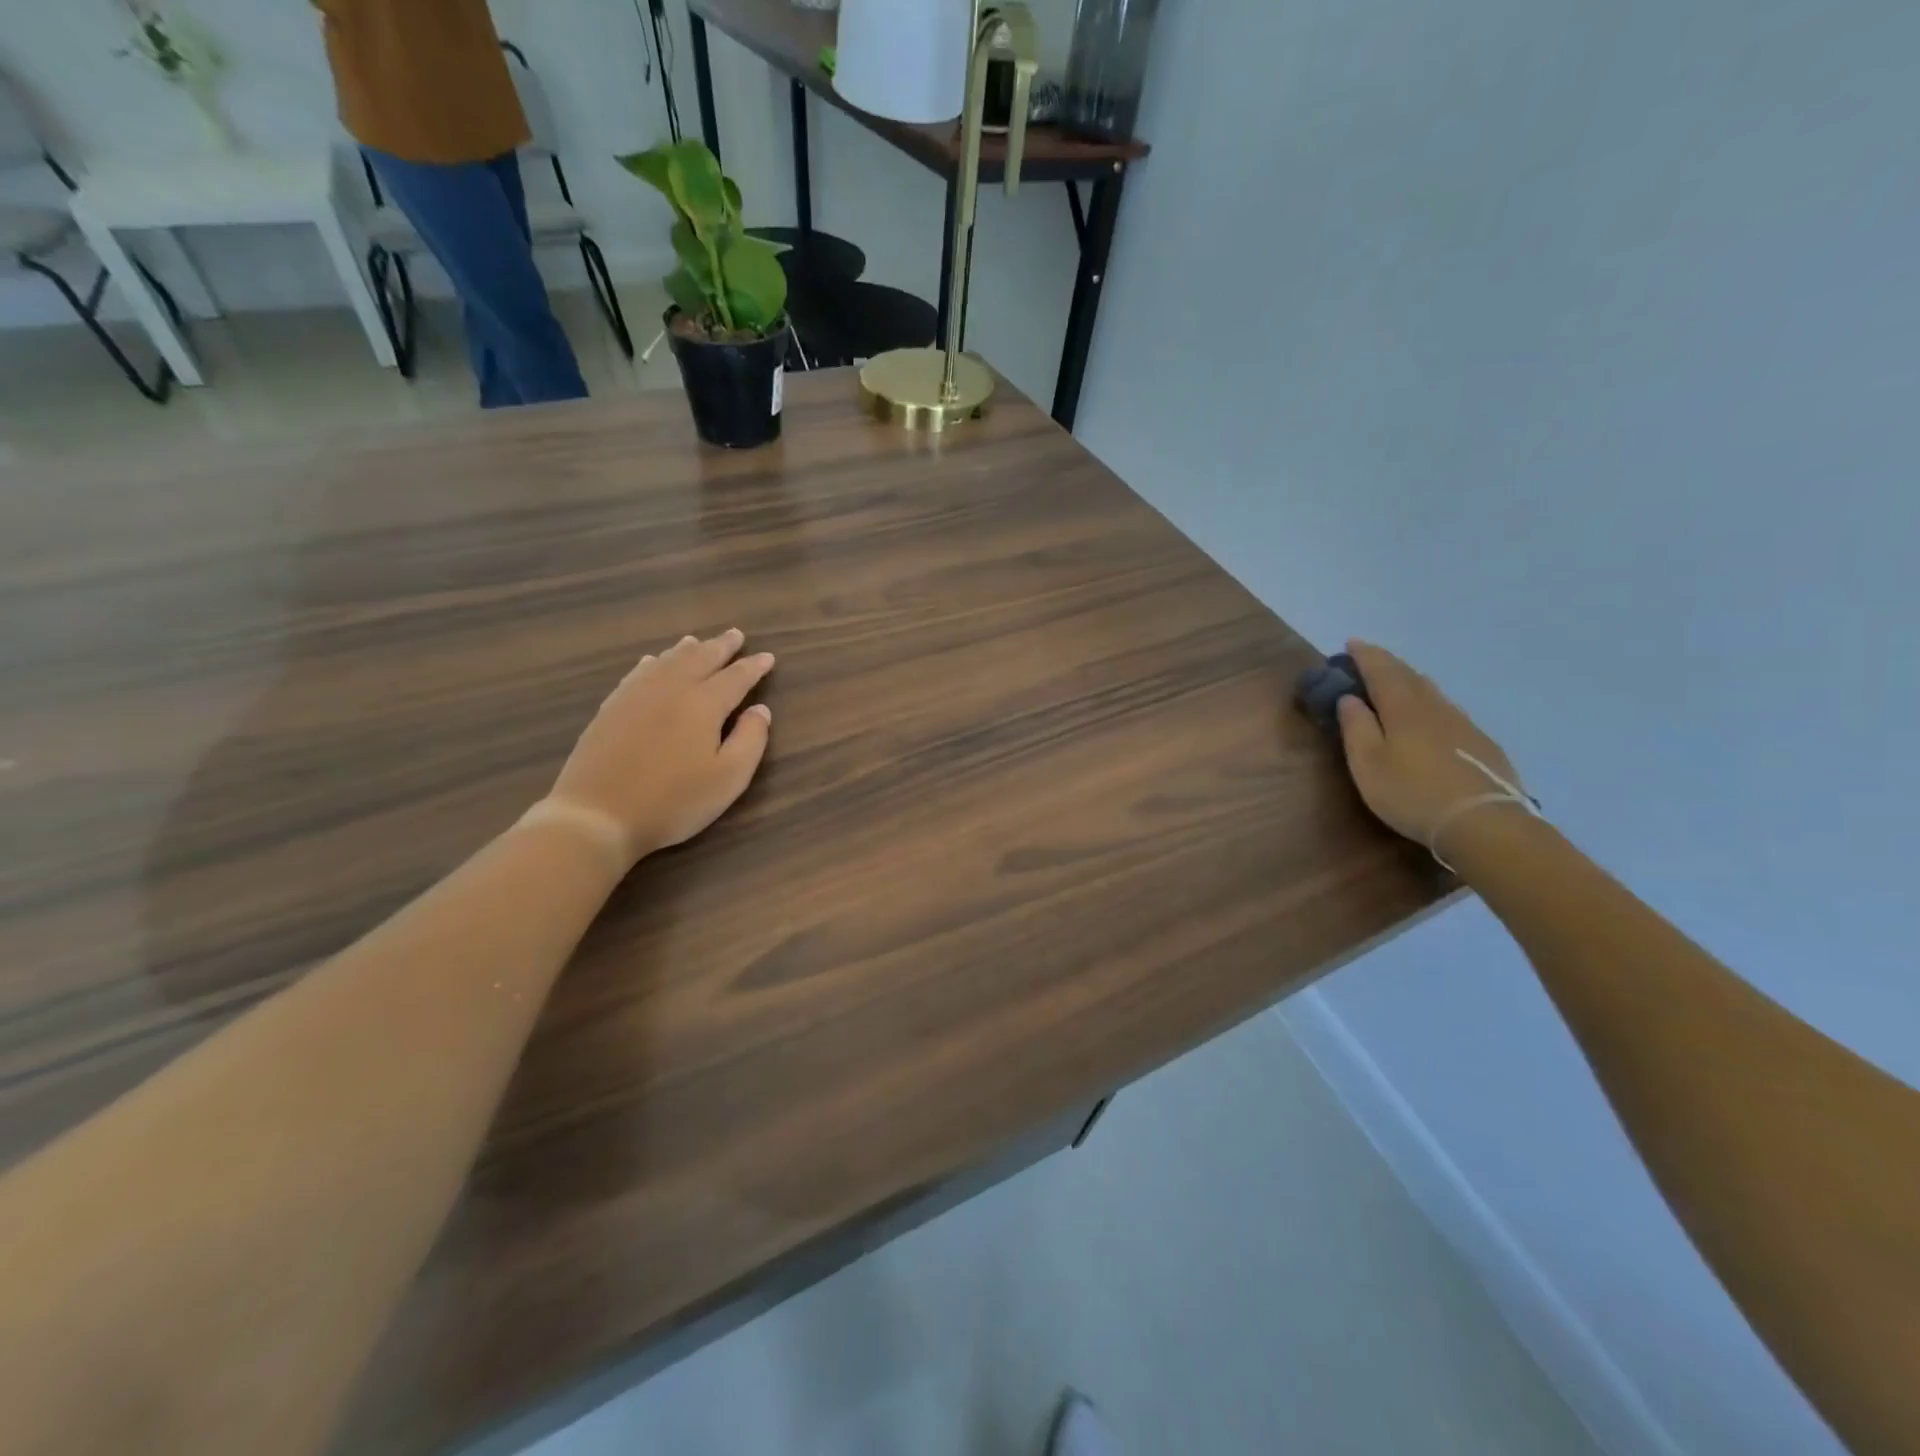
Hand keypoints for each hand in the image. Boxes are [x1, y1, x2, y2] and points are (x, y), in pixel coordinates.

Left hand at [547, 628, 774, 864]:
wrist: (597, 815)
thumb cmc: (673, 801)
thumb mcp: (728, 778)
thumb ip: (751, 740)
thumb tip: (761, 710)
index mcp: (703, 704)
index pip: (736, 677)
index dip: (753, 666)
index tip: (767, 657)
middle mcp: (670, 689)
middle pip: (700, 659)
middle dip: (721, 646)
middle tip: (735, 635)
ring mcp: (635, 696)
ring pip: (667, 661)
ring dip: (687, 649)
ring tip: (697, 641)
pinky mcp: (610, 709)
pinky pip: (638, 673)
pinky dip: (653, 662)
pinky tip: (652, 662)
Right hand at [1334, 641, 1529, 857]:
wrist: (1483, 822)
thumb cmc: (1412, 793)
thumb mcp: (1368, 765)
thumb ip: (1356, 728)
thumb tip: (1350, 698)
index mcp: (1403, 709)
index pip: (1381, 671)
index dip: (1365, 656)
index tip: (1351, 643)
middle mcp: (1435, 707)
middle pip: (1410, 676)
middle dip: (1387, 664)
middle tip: (1370, 659)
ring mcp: (1463, 724)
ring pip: (1433, 692)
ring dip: (1411, 682)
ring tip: (1397, 683)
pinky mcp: (1481, 743)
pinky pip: (1449, 711)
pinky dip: (1431, 704)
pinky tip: (1430, 717)